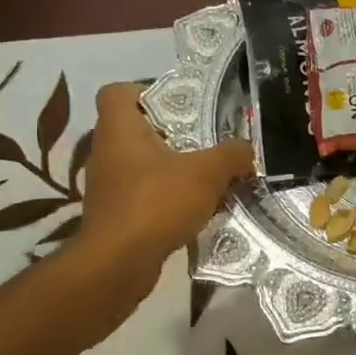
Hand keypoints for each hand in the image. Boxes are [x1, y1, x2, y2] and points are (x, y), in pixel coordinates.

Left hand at [79, 83, 253, 263]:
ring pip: (144, 164)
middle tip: (206, 140)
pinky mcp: (115, 214)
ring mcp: (108, 185)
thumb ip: (232, 155)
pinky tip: (196, 208)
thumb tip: (248, 150)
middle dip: (173, 133)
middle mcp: (107, 151)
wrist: (118, 263)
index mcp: (120, 129)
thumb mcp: (206, 173)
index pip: (117, 92)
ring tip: (208, 176)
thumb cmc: (156, 203)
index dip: (145, 90)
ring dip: (173, 168)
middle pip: (137, 129)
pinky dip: (167, 197)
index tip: (179, 105)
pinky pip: (145, 194)